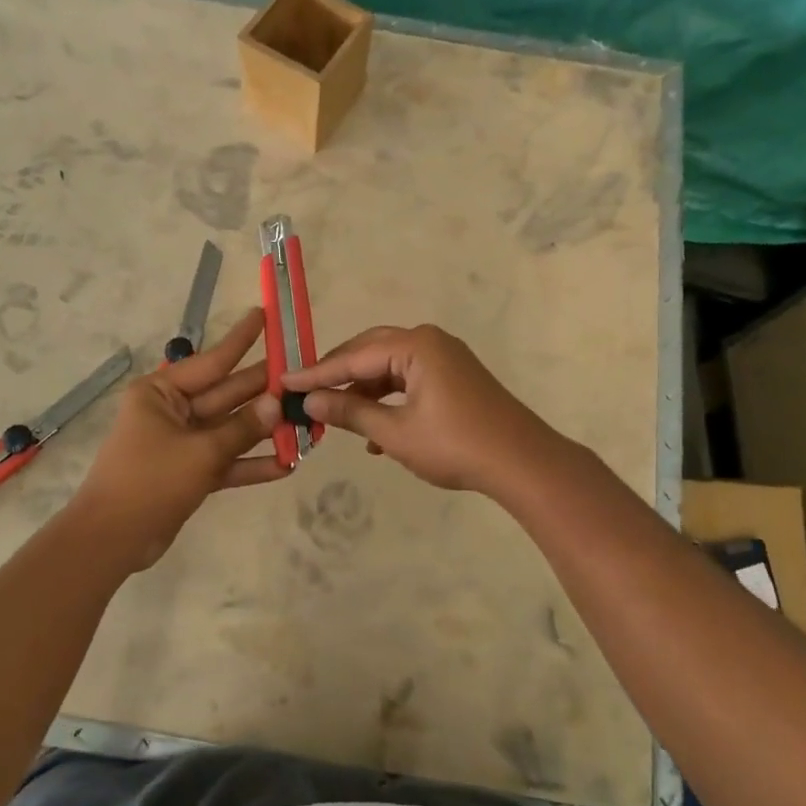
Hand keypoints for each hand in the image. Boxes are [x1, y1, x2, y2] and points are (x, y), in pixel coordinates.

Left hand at [69, 309, 286, 569]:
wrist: (112, 540)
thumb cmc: (150, 481)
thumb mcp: (201, 452)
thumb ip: (242, 428)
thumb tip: (278, 404)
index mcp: (162, 392)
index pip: (211, 361)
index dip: (242, 340)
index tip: (266, 316)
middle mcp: (172, 411)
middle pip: (226, 395)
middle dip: (264, 390)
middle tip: (303, 376)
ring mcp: (182, 443)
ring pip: (230, 429)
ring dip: (264, 430)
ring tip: (305, 421)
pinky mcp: (190, 472)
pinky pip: (226, 461)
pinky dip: (251, 464)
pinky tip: (286, 465)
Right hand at [281, 324, 557, 494]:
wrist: (522, 463)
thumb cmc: (455, 445)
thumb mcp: (395, 433)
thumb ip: (350, 413)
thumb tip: (309, 402)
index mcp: (415, 346)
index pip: (353, 356)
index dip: (316, 373)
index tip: (283, 382)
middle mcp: (429, 342)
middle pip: (370, 352)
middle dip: (338, 376)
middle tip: (305, 393)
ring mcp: (445, 358)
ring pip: (390, 368)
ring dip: (363, 392)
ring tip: (336, 418)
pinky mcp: (454, 377)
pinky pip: (409, 380)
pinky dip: (389, 401)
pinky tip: (375, 435)